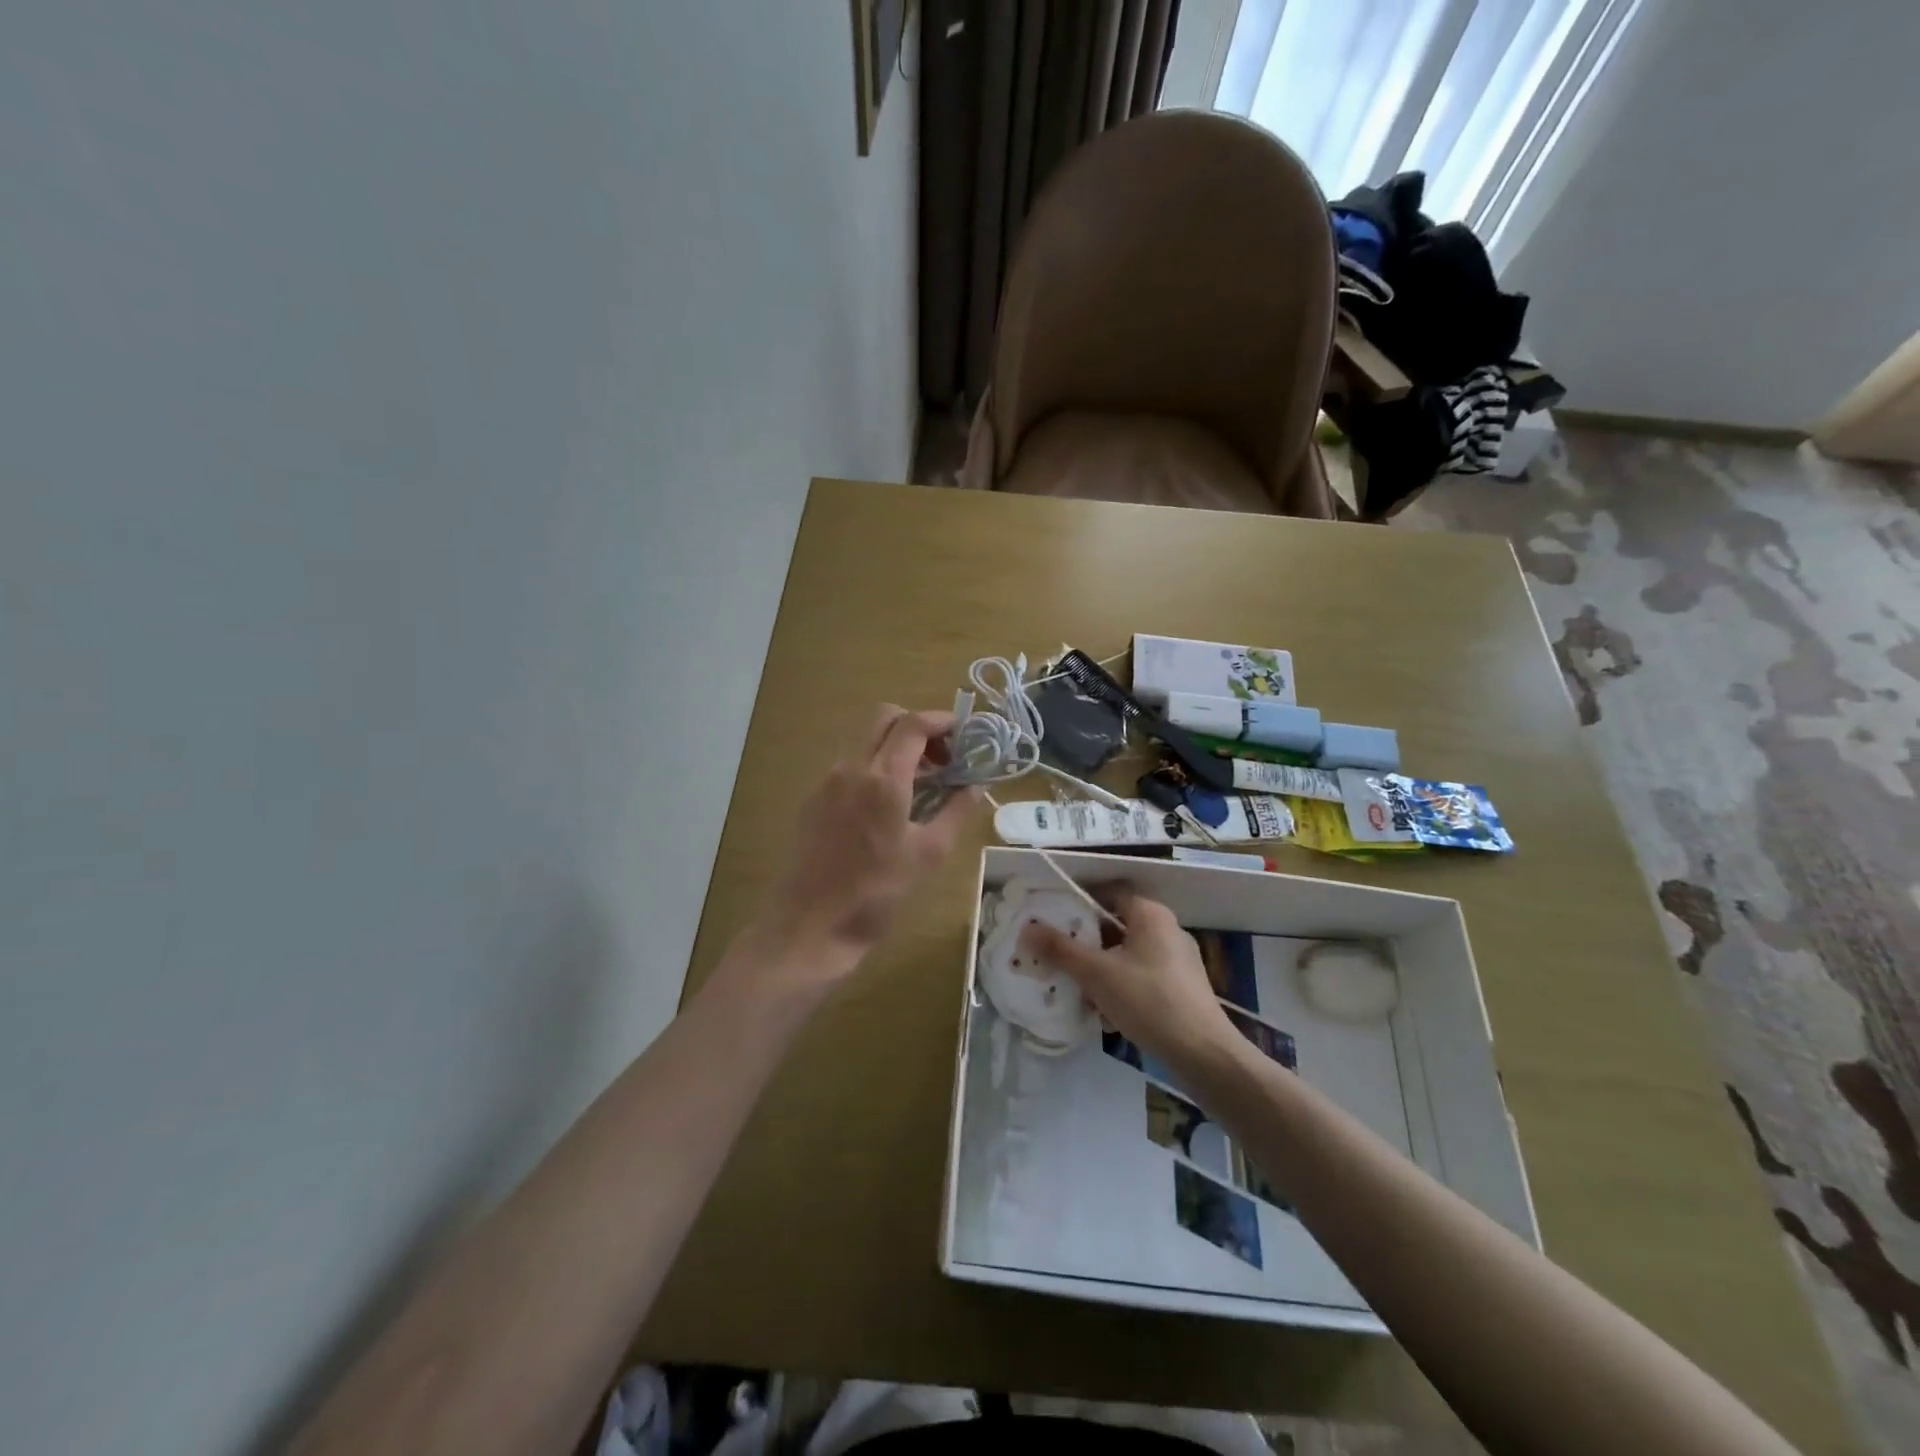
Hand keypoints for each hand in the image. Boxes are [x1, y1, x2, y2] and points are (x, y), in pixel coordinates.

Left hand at [750, 704, 976, 985]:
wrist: (810, 926)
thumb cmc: (876, 893)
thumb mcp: (928, 855)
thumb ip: (956, 812)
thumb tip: (977, 786)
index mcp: (882, 778)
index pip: (913, 724)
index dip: (942, 721)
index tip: (965, 734)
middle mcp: (851, 768)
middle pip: (885, 718)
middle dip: (917, 727)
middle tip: (942, 757)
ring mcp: (827, 782)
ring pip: (865, 740)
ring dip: (895, 746)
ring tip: (921, 784)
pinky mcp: (813, 799)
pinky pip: (850, 766)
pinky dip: (875, 766)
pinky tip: (888, 805)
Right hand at [1022, 888, 1236, 1077]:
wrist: (1203, 1053)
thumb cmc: (1148, 1000)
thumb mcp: (1096, 973)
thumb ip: (1060, 950)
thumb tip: (1027, 929)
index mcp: (1150, 914)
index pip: (1109, 892)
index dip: (1080, 901)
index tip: (1054, 918)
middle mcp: (1167, 929)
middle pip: (1117, 924)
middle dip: (1086, 941)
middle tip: (1058, 955)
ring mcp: (1178, 960)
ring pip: (1128, 954)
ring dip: (1102, 968)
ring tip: (1076, 987)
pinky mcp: (1183, 988)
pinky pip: (1142, 977)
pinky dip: (1121, 986)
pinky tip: (1105, 1012)